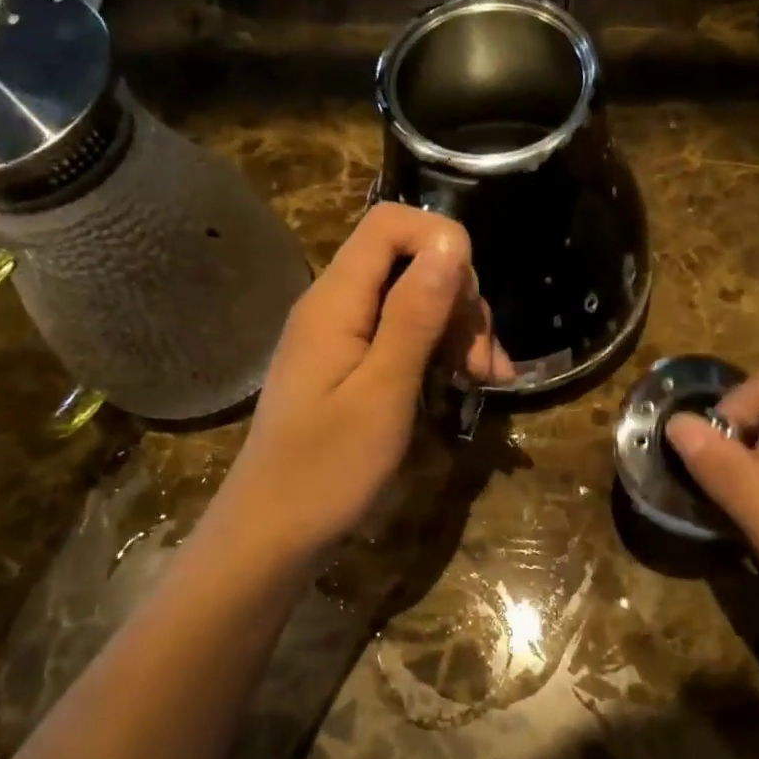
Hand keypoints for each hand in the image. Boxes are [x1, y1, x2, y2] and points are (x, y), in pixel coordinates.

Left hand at [210, 204, 510, 568]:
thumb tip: (451, 242)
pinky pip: (400, 336)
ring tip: (487, 381)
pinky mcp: (349, 366)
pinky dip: (438, 352)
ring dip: (457, 331)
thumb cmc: (326, 469)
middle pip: (409, 263)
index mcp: (336, 301)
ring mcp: (341, 337)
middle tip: (485, 363)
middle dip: (458, 300)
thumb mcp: (383, 392)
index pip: (390, 225)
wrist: (272, 534)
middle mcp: (335, 306)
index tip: (472, 299)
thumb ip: (414, 315)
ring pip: (413, 301)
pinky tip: (468, 384)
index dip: (441, 241)